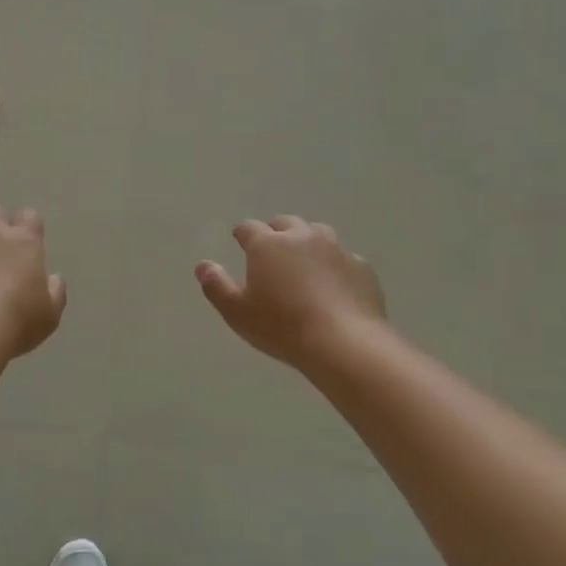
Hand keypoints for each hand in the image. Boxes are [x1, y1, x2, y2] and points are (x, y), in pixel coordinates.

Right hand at [196, 216, 385, 367]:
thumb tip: (203, 265)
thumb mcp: (237, 312)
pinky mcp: (362, 268)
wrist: (344, 342)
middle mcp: (302, 237)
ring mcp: (336, 250)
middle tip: (271, 249)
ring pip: (318, 233)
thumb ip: (216, 286)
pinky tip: (334, 284)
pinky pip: (344, 258)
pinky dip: (335, 265)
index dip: (242, 234)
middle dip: (276, 232)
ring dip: (308, 241)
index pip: (249, 228)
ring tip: (304, 260)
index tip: (239, 240)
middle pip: (285, 223)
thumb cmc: (281, 327)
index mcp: (268, 245)